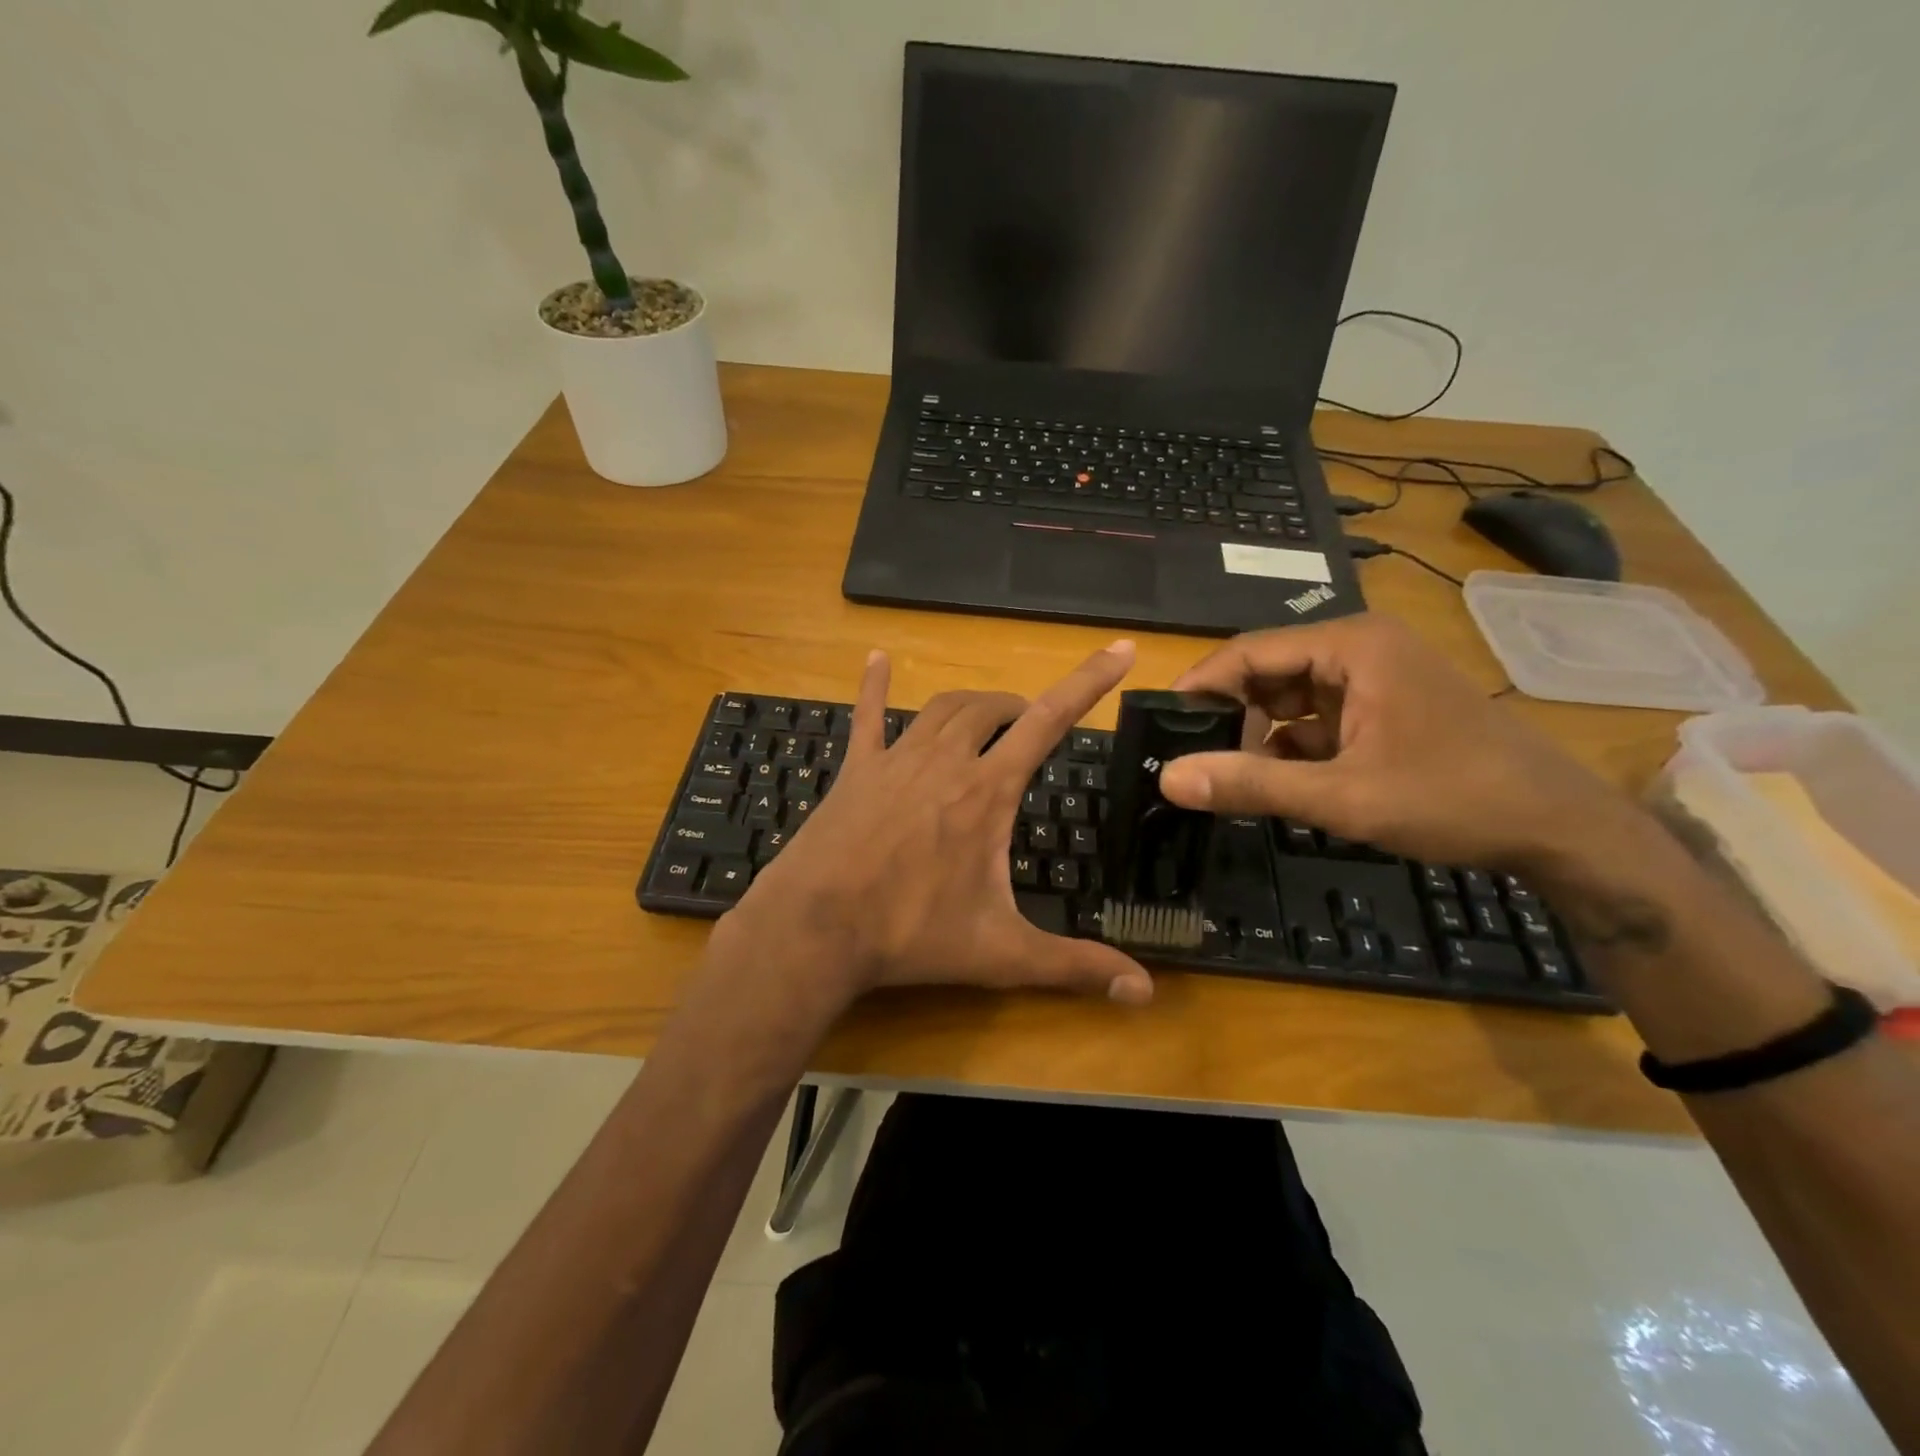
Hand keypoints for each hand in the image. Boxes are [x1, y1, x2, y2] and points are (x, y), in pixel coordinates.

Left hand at [716, 642, 1154, 1007]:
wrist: (815, 929)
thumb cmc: (911, 936)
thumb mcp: (1001, 954)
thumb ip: (1075, 967)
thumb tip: (1145, 994)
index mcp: (986, 792)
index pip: (1049, 721)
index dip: (1088, 683)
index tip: (1119, 650)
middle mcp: (945, 761)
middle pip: (992, 709)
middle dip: (1020, 708)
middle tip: (1032, 725)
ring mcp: (895, 760)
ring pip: (943, 709)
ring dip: (973, 704)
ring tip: (989, 714)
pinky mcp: (856, 770)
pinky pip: (866, 716)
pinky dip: (874, 686)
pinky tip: (877, 658)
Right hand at [1158, 614, 1643, 872]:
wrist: (1560, 830)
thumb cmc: (1454, 799)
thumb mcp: (1343, 796)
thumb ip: (1251, 784)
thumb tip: (1167, 779)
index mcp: (1351, 646)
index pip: (1248, 651)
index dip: (1200, 687)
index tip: (1159, 726)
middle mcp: (1359, 649)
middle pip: (1266, 671)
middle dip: (1227, 714)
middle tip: (1186, 757)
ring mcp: (1374, 679)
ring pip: (1288, 698)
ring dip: (1256, 735)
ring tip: (1220, 773)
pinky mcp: (1382, 709)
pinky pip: (1315, 720)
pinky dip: (1289, 748)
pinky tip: (1272, 782)